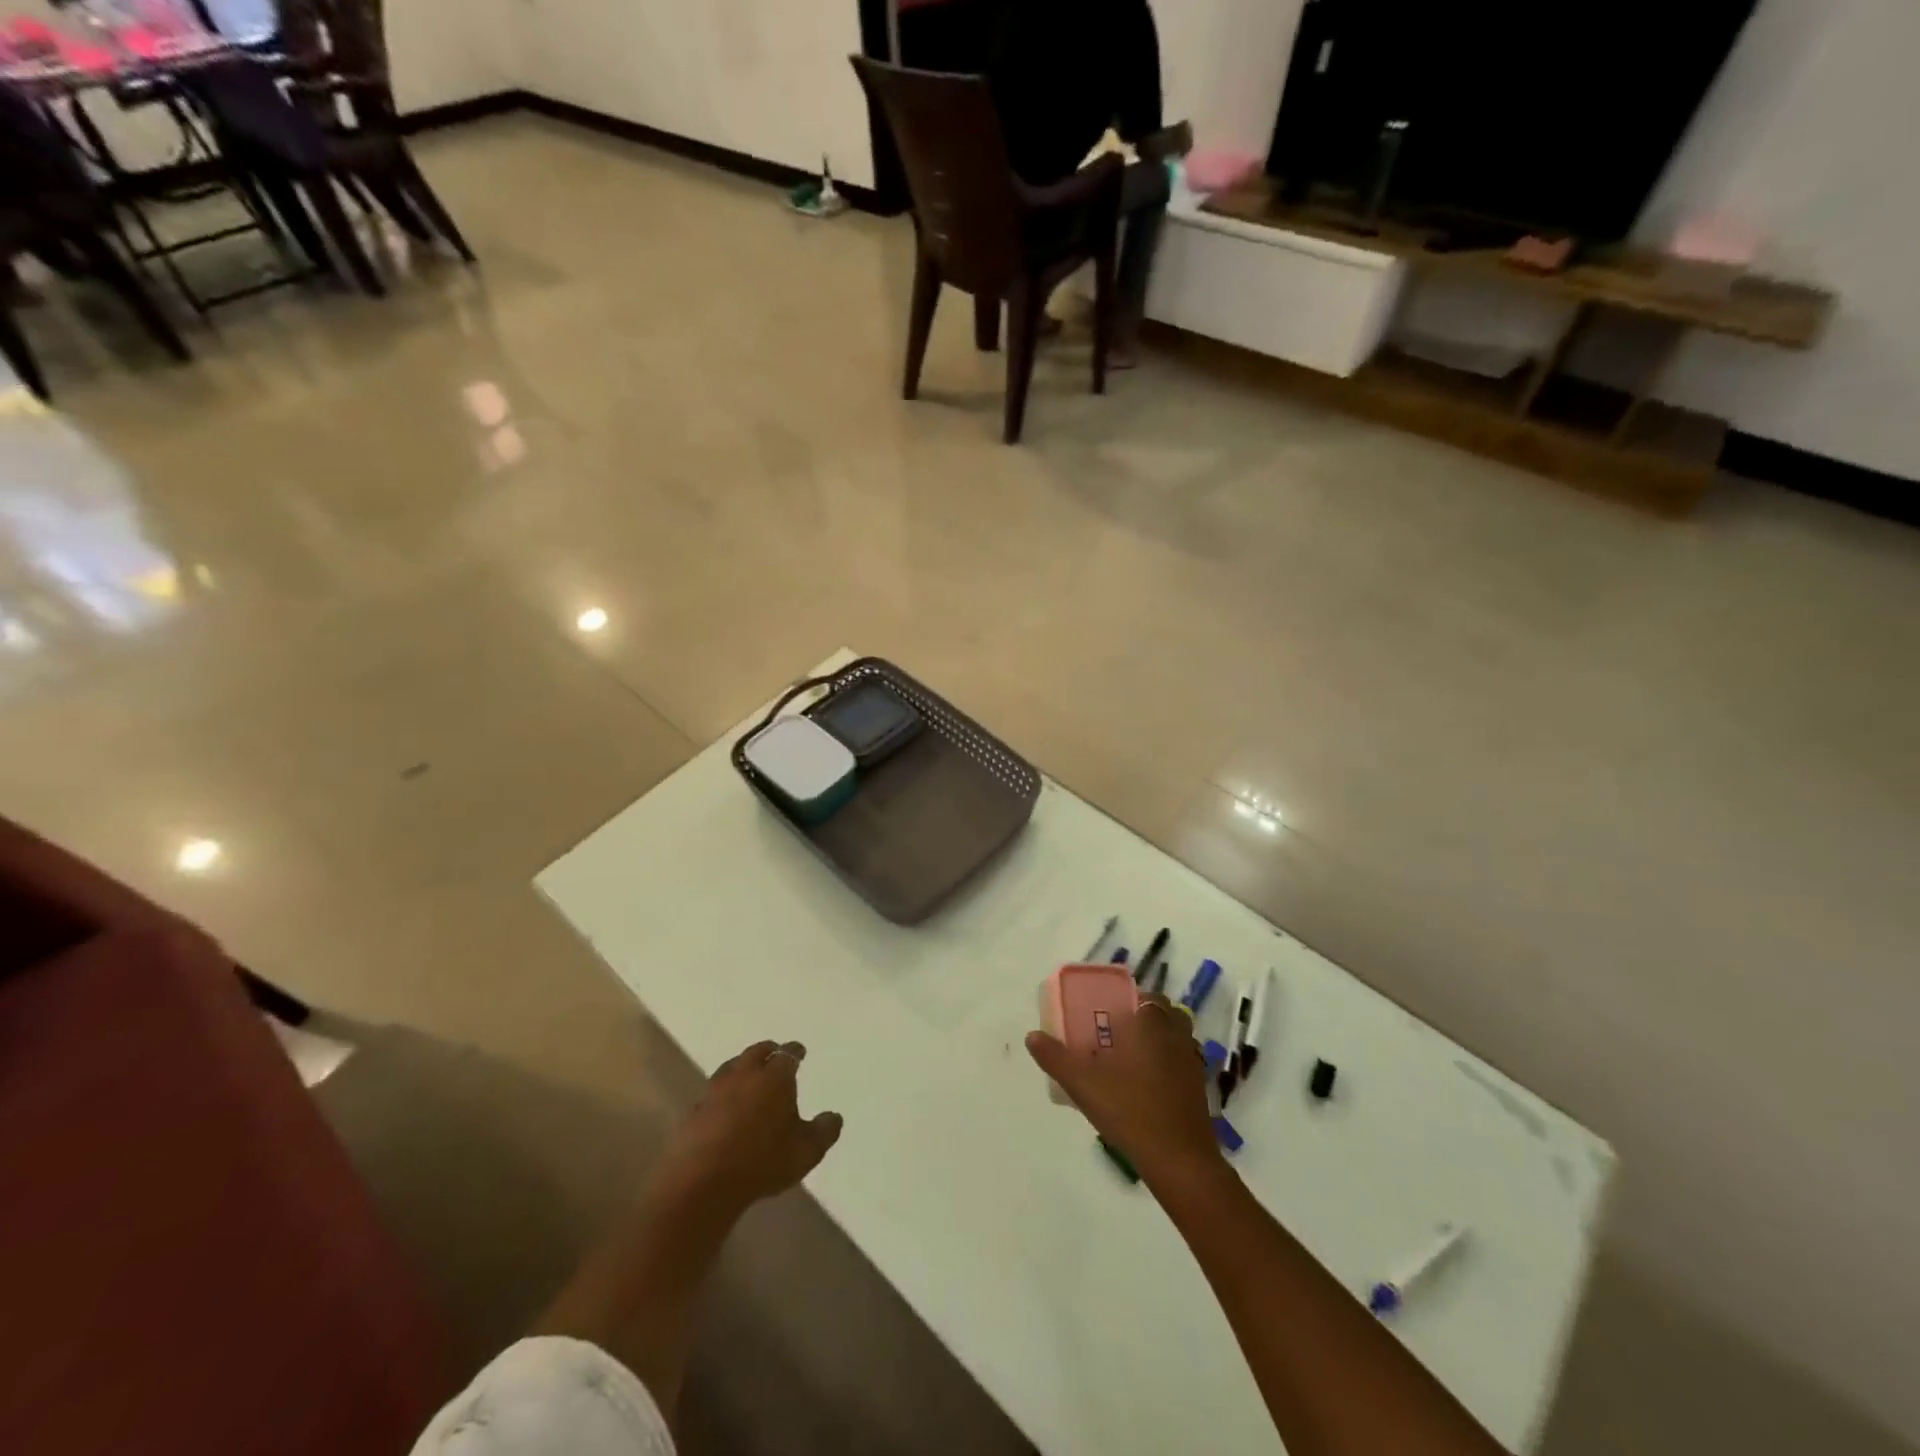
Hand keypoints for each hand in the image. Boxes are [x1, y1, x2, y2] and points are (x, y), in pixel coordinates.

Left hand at [653, 1040, 843, 1219]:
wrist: (701, 1183)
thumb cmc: (761, 1161)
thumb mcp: (805, 1151)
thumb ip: (824, 1132)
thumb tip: (835, 1117)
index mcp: (774, 1077)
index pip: (787, 1054)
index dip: (795, 1051)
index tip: (800, 1051)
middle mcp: (745, 1075)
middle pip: (756, 1052)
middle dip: (767, 1051)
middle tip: (774, 1054)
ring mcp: (715, 1091)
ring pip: (731, 1067)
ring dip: (742, 1066)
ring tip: (748, 1074)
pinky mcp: (694, 1112)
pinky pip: (713, 1093)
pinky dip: (722, 1093)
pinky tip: (724, 1105)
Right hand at [1026, 993, 1224, 1190]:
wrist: (1178, 1159)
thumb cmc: (1130, 1110)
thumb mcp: (1082, 1084)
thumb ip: (1056, 1058)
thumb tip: (1031, 1036)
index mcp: (1151, 1023)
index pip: (1146, 996)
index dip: (1129, 1001)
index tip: (1108, 1014)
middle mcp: (1176, 1035)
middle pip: (1164, 1013)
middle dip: (1143, 1019)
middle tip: (1115, 1035)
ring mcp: (1191, 1062)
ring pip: (1176, 1037)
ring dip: (1158, 1040)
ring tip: (1129, 1059)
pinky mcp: (1199, 1087)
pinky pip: (1182, 1062)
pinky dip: (1168, 1064)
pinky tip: (1146, 1086)